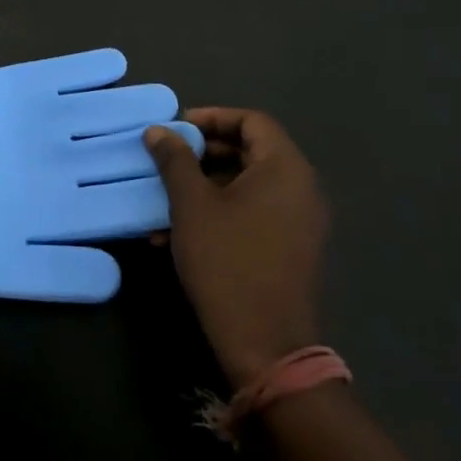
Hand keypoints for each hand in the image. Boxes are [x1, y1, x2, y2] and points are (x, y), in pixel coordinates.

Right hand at [144, 108, 327, 388]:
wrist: (265, 343)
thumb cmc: (227, 261)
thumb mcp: (191, 205)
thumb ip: (174, 160)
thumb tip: (159, 130)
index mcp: (285, 169)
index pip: (252, 121)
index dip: (211, 117)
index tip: (176, 128)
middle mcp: (301, 189)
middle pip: (251, 151)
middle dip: (203, 152)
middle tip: (166, 159)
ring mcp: (299, 221)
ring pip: (247, 185)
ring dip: (204, 185)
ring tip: (164, 200)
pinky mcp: (290, 248)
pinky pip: (253, 213)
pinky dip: (219, 211)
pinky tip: (178, 233)